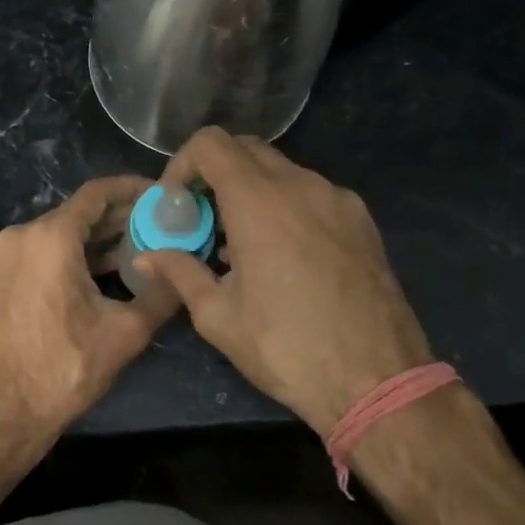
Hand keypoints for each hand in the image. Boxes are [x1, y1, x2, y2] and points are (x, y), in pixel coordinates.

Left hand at [0, 175, 181, 447]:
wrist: (2, 412)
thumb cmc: (64, 369)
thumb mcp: (124, 332)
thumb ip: (161, 293)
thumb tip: (185, 270)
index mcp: (49, 237)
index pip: (97, 194)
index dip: (132, 189)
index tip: (161, 194)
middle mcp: (20, 236)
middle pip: (77, 213)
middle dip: (118, 218)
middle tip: (157, 226)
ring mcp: (2, 257)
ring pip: (57, 234)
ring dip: (94, 240)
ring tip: (136, 250)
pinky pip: (39, 253)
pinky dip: (69, 256)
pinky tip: (99, 273)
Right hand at [135, 128, 432, 435]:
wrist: (379, 381)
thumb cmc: (287, 348)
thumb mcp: (219, 317)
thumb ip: (180, 273)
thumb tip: (145, 258)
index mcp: (259, 202)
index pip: (211, 144)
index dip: (182, 164)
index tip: (175, 203)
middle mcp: (301, 186)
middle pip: (246, 149)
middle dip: (214, 174)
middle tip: (201, 218)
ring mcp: (338, 199)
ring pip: (282, 171)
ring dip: (250, 190)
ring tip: (238, 243)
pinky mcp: (362, 220)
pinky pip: (311, 194)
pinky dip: (284, 206)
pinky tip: (281, 254)